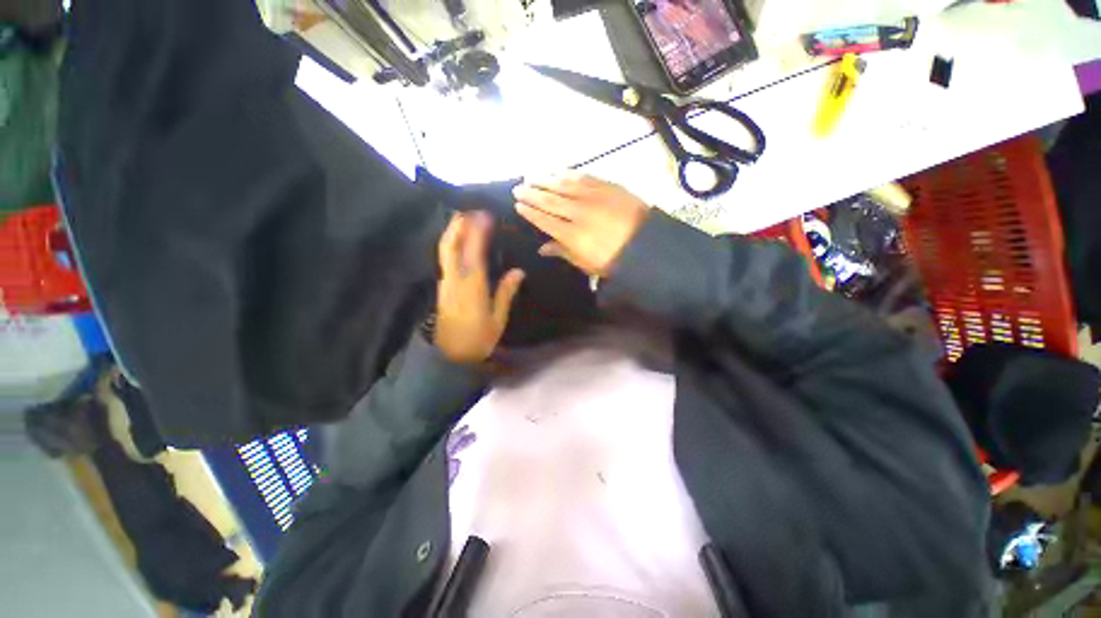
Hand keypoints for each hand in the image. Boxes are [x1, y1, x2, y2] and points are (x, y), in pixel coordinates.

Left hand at [435, 211, 524, 363]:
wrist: (450, 356)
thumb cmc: (478, 339)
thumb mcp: (497, 319)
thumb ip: (506, 293)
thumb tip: (518, 271)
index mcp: (472, 286)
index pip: (473, 251)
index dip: (478, 231)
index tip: (485, 214)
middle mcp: (455, 279)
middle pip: (451, 245)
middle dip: (459, 224)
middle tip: (471, 209)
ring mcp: (445, 282)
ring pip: (445, 250)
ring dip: (453, 231)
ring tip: (465, 219)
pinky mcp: (442, 286)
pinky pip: (446, 258)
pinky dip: (452, 243)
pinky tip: (460, 241)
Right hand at [513, 172, 649, 277]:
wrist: (648, 244)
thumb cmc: (614, 260)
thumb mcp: (587, 264)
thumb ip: (562, 252)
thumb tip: (541, 249)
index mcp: (573, 235)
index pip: (544, 219)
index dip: (530, 211)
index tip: (518, 204)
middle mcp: (579, 212)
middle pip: (550, 199)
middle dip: (531, 192)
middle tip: (518, 187)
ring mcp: (594, 196)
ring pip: (563, 184)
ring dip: (545, 179)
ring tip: (531, 176)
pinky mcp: (607, 186)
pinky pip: (583, 176)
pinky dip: (568, 173)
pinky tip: (558, 171)